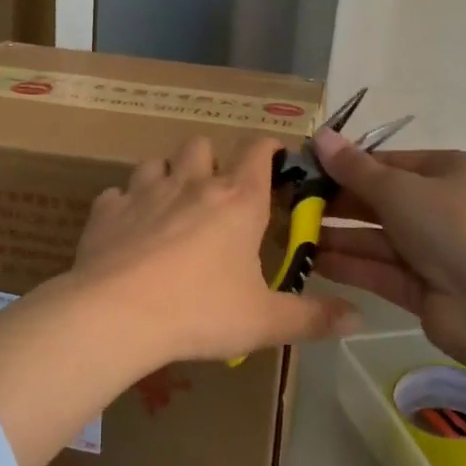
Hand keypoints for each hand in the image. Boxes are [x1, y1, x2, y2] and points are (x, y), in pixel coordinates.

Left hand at [71, 136, 358, 362]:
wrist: (117, 314)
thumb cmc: (200, 311)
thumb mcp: (264, 322)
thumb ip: (312, 318)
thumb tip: (359, 319)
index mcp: (237, 201)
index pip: (258, 150)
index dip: (268, 147)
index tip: (273, 156)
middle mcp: (192, 183)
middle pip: (201, 144)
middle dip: (210, 160)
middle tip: (214, 193)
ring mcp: (144, 191)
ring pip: (156, 162)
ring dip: (165, 176)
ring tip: (169, 207)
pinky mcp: (106, 210)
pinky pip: (116, 195)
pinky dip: (125, 206)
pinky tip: (127, 231)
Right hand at [309, 133, 465, 367]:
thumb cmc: (448, 225)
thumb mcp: (396, 187)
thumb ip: (353, 168)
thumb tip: (318, 135)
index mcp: (449, 172)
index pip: (390, 162)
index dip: (349, 164)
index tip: (308, 168)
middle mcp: (443, 208)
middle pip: (381, 201)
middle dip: (338, 204)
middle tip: (292, 203)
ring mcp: (433, 250)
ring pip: (376, 238)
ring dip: (337, 236)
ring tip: (291, 233)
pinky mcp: (422, 287)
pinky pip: (379, 270)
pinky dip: (349, 265)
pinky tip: (311, 261)